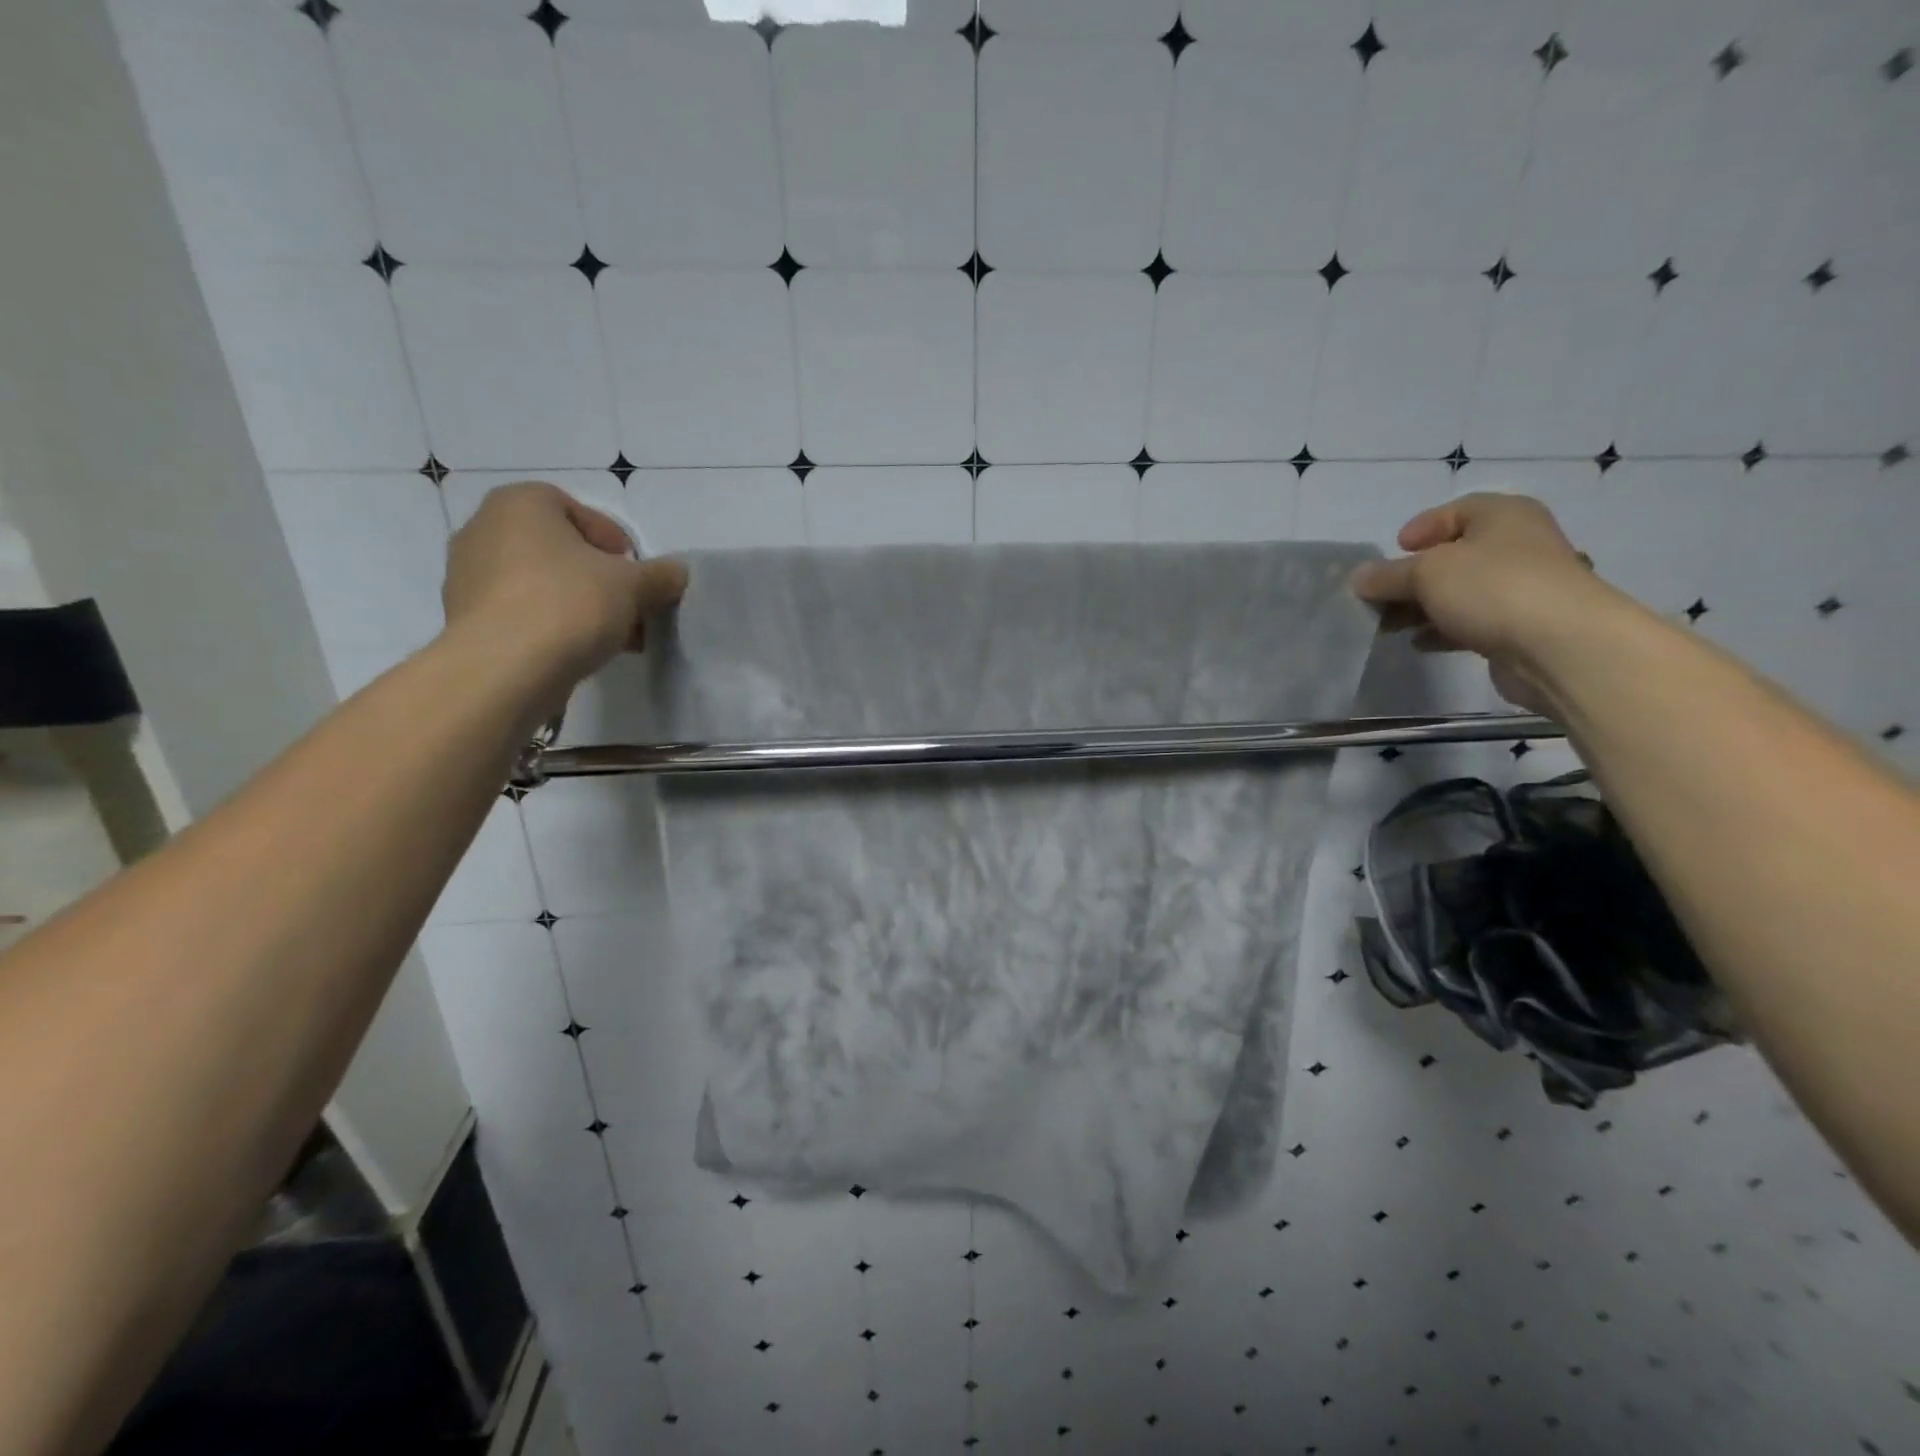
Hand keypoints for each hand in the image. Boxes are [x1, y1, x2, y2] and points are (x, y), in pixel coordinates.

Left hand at [442, 481, 687, 685]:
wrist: (503, 668)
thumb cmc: (569, 604)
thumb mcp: (634, 585)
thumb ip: (660, 575)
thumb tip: (677, 573)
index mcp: (521, 504)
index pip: (578, 510)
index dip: (614, 541)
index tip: (636, 574)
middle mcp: (485, 529)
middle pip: (560, 550)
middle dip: (599, 579)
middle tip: (629, 607)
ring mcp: (467, 576)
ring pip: (541, 584)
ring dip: (579, 605)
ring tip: (612, 637)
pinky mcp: (466, 619)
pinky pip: (522, 613)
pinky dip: (551, 627)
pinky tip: (579, 652)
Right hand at [1350, 492, 1615, 713]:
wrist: (1559, 645)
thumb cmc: (1492, 588)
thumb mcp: (1426, 573)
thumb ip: (1388, 575)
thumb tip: (1360, 578)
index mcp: (1504, 516)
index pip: (1457, 510)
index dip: (1423, 527)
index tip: (1394, 549)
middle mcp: (1519, 545)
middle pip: (1455, 555)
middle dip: (1413, 576)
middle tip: (1380, 595)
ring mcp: (1522, 587)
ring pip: (1460, 592)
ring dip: (1423, 607)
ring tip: (1388, 625)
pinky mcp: (1520, 626)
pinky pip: (1472, 621)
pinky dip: (1443, 629)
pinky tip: (1419, 643)